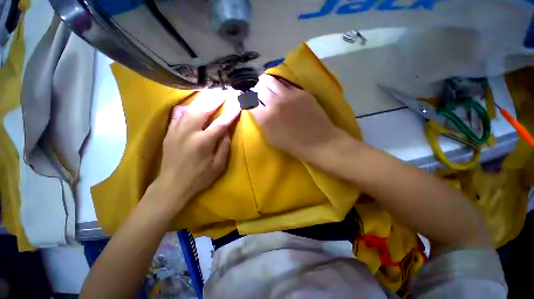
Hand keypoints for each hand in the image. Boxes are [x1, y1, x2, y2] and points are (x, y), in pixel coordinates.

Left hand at [156, 89, 239, 210]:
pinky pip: (178, 114)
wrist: (172, 185)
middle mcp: (189, 133)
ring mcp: (176, 130)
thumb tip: (227, 132)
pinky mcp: (169, 132)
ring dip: (202, 99)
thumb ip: (224, 147)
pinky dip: (188, 107)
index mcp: (203, 143)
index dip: (230, 113)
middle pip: (203, 109)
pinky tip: (194, 104)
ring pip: (190, 108)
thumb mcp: (218, 166)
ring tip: (212, 93)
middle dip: (215, 99)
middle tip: (224, 92)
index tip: (238, 104)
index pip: (220, 123)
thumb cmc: (199, 177)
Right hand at [250, 74, 343, 161]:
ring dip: (265, 82)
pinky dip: (279, 84)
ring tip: (266, 85)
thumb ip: (261, 122)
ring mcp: (288, 95)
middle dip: (256, 89)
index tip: (249, 100)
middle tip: (258, 92)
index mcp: (265, 118)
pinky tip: (280, 88)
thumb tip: (256, 109)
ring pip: (270, 80)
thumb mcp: (271, 138)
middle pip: (258, 88)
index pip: (249, 101)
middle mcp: (274, 103)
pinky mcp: (300, 92)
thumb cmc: (292, 144)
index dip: (248, 99)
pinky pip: (285, 83)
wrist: (318, 141)